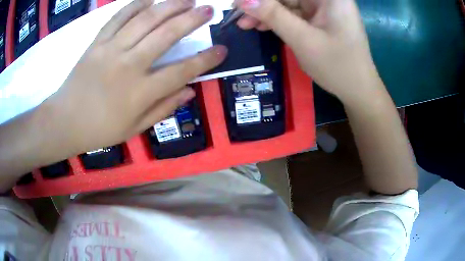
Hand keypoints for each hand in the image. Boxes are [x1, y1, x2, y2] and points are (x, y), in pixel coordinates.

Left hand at [43, 0, 226, 154]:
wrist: (65, 121)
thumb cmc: (100, 129)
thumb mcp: (134, 128)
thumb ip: (163, 109)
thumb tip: (189, 91)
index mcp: (140, 93)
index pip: (182, 71)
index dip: (205, 60)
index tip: (222, 50)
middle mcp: (128, 66)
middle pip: (166, 35)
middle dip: (191, 20)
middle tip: (208, 10)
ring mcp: (111, 50)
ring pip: (145, 20)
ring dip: (170, 6)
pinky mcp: (97, 42)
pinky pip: (119, 17)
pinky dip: (136, 5)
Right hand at [235, 0, 382, 103]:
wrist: (358, 90)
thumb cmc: (337, 66)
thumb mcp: (303, 39)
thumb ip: (273, 15)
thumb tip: (243, 0)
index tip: (239, 4)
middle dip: (263, 4)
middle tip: (239, 16)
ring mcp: (324, 8)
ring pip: (288, 3)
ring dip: (267, 13)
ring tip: (245, 25)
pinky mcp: (320, 18)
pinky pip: (294, 13)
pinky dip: (278, 20)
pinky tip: (261, 27)